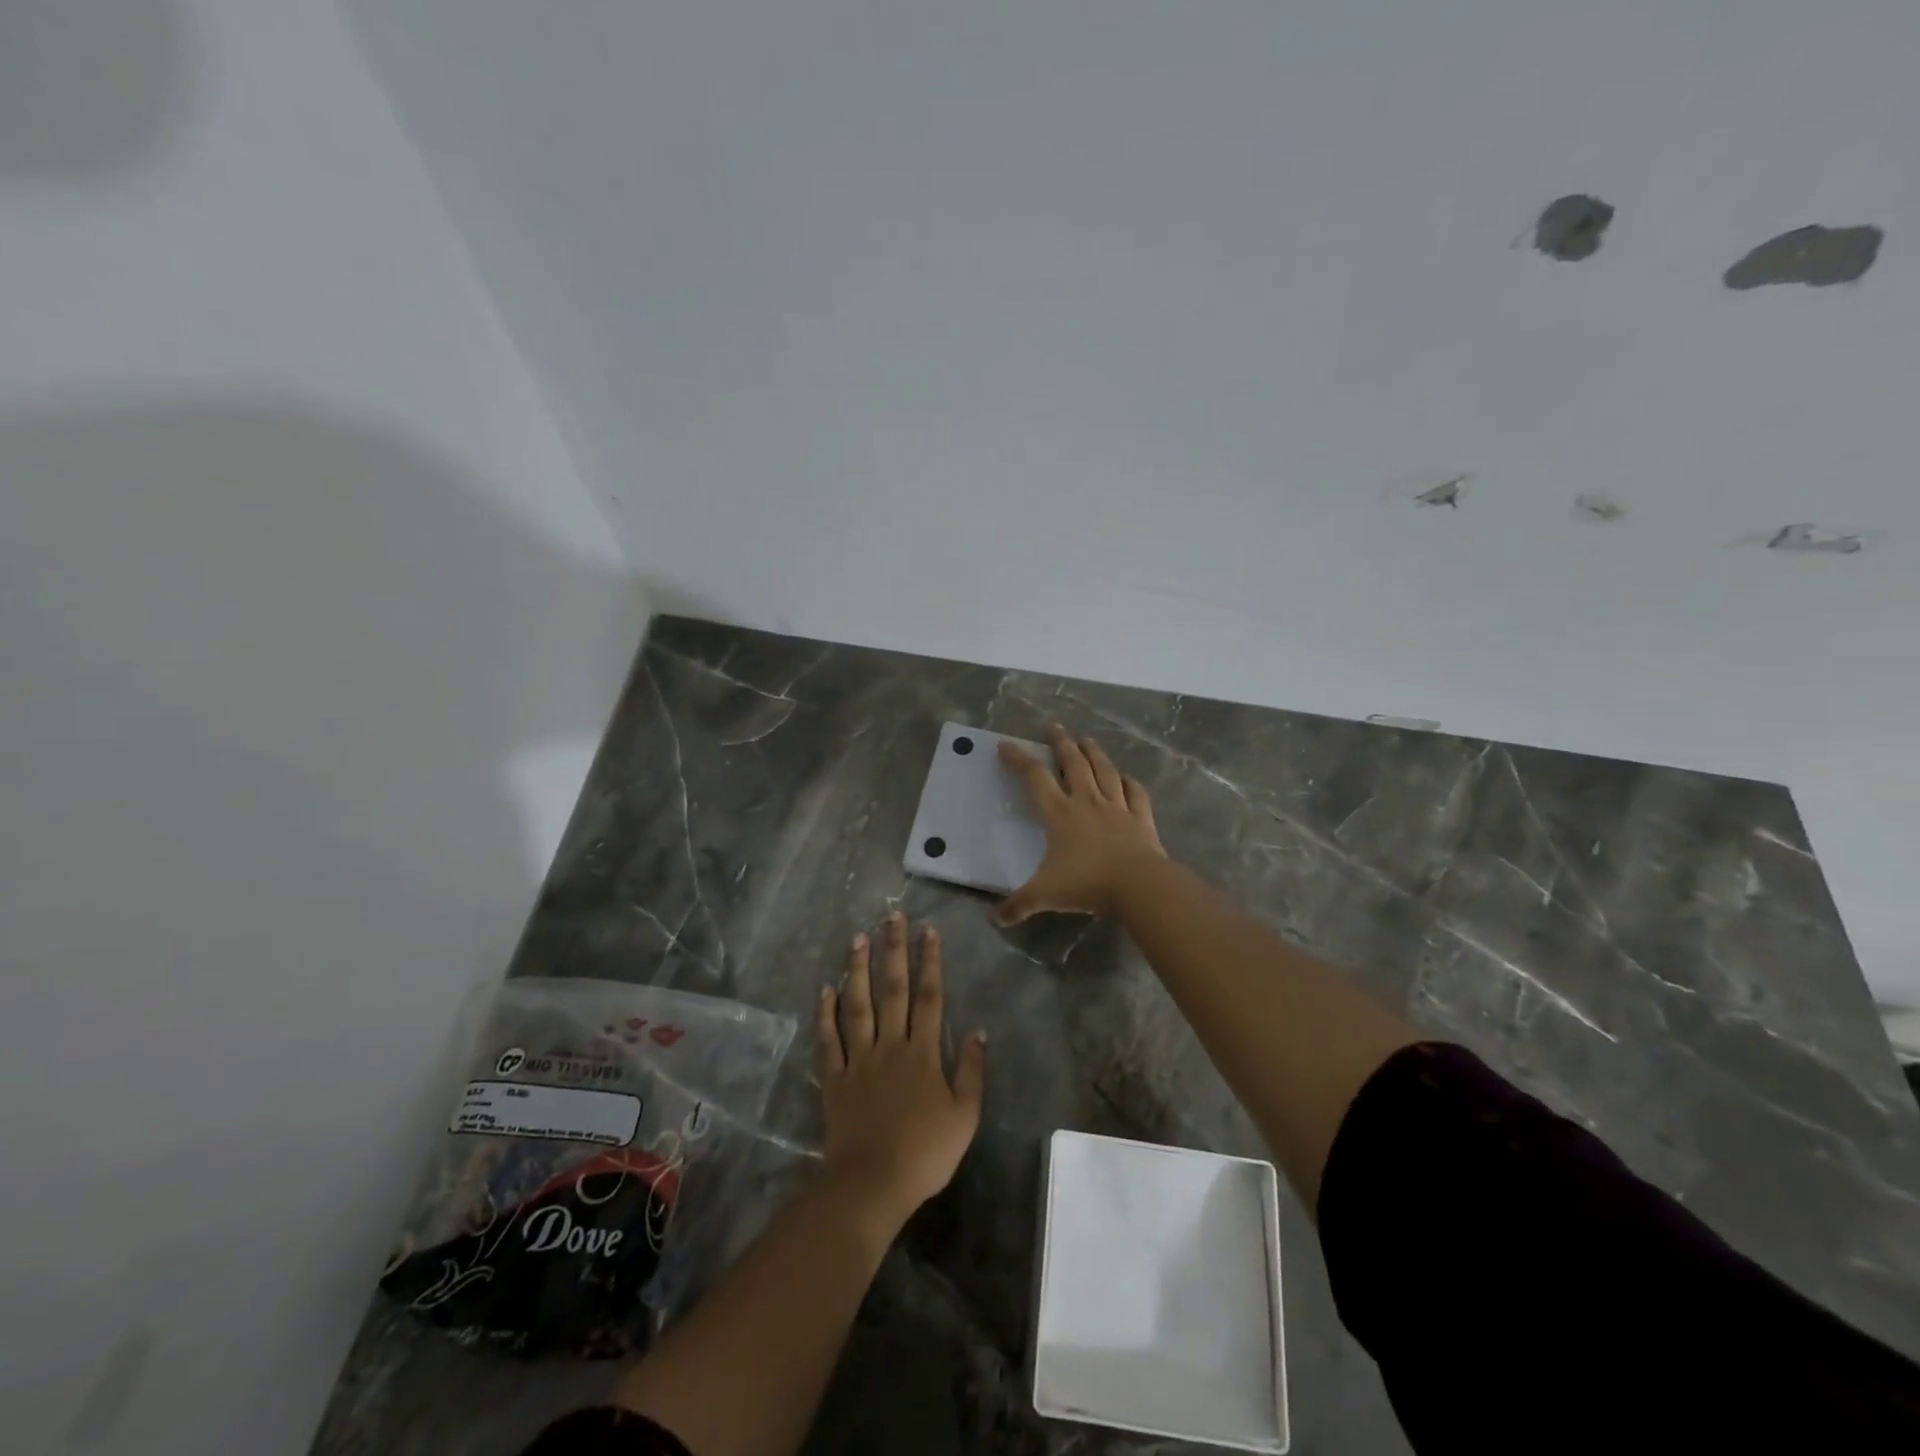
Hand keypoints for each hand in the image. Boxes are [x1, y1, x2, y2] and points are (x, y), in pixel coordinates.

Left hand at [816, 913, 985, 1231]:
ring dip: (858, 969)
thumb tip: (979, 1031)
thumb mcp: (965, 1116)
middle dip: (894, 951)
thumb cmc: (925, 1153)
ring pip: (858, 1005)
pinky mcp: (834, 1078)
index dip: (930, 961)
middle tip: (892, 917)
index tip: (928, 930)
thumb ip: (972, 1071)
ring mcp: (859, 1059)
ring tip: (858, 938)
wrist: (873, 1184)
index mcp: (923, 1053)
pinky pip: (829, 1040)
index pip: (930, 997)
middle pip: (893, 990)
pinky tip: (825, 988)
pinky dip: (826, 1013)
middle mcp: (890, 1045)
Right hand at [996, 724, 1165, 924]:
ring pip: (1104, 771)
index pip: (1034, 778)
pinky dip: (1129, 782)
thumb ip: (1018, 905)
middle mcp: (1087, 802)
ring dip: (1094, 753)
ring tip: (1087, 740)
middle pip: (1073, 764)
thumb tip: (994, 919)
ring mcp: (1117, 807)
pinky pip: (1135, 793)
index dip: (1018, 759)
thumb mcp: (1045, 895)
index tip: (1006, 745)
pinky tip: (1126, 777)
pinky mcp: (1141, 817)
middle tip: (1055, 727)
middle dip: (1061, 743)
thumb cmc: (1087, 884)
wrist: (1138, 886)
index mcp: (1060, 814)